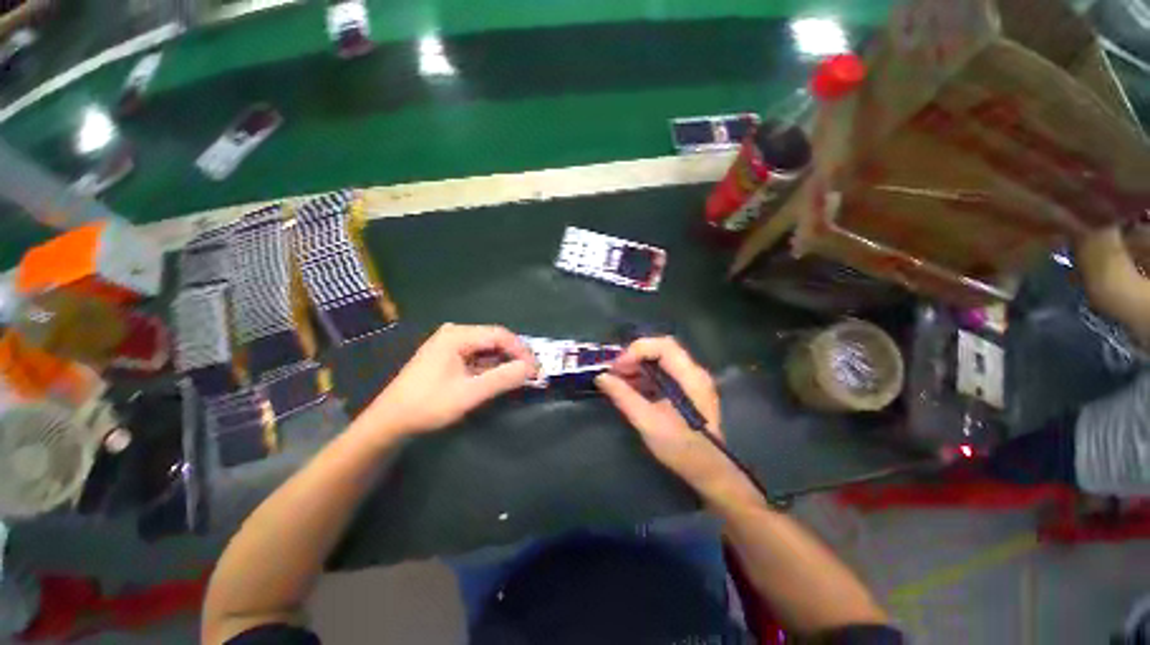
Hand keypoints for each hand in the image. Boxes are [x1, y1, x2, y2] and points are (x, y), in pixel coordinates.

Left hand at [360, 324, 537, 438]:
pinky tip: (496, 382)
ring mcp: (446, 346)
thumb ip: (501, 379)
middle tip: (532, 377)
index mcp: (456, 336)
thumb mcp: (468, 394)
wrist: (393, 418)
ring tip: (519, 381)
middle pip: (492, 340)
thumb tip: (531, 369)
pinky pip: (472, 358)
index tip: (538, 371)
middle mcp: (452, 334)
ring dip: (501, 364)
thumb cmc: (429, 404)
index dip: (522, 351)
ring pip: (483, 350)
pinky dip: (487, 369)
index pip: (499, 335)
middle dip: (513, 357)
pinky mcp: (443, 359)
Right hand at [595, 337, 737, 495]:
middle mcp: (696, 374)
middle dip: (636, 358)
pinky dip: (650, 379)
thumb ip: (624, 397)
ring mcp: (696, 384)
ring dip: (641, 369)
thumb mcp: (648, 422)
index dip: (636, 351)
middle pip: (664, 350)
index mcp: (691, 376)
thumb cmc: (679, 446)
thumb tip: (602, 378)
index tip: (616, 369)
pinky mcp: (692, 395)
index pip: (663, 345)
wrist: (706, 469)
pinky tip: (634, 393)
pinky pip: (669, 376)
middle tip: (614, 374)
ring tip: (619, 384)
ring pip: (666, 363)